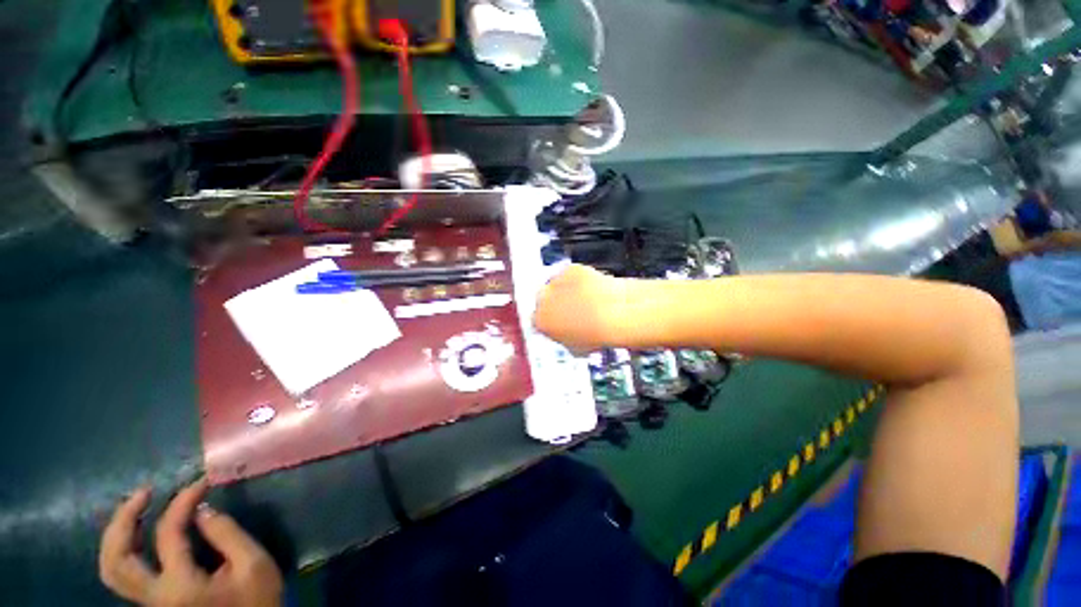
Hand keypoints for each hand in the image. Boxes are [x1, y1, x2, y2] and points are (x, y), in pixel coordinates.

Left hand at [99, 479, 282, 606]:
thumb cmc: (257, 602)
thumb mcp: (254, 565)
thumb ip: (228, 534)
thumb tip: (202, 509)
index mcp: (180, 588)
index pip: (168, 534)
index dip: (182, 502)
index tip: (200, 483)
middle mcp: (154, 598)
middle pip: (117, 560)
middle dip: (123, 520)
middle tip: (144, 493)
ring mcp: (149, 604)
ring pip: (113, 571)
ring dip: (117, 536)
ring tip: (136, 509)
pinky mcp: (153, 605)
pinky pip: (124, 576)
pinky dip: (124, 551)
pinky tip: (139, 536)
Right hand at [533, 264, 624, 352]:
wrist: (613, 315)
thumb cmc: (596, 335)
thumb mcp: (575, 349)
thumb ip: (564, 340)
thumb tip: (569, 337)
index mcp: (540, 321)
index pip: (539, 321)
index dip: (551, 322)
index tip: (561, 323)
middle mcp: (543, 299)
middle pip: (545, 300)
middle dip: (556, 304)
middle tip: (574, 311)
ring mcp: (556, 281)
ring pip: (559, 285)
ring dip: (568, 291)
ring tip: (588, 300)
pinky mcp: (570, 269)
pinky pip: (573, 274)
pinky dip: (581, 279)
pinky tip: (594, 289)